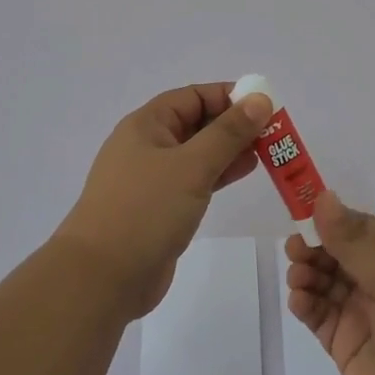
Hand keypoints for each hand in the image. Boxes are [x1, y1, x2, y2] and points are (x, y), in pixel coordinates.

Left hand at [55, 83, 273, 318]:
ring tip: (266, 152)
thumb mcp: (192, 166)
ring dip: (229, 149)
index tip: (265, 105)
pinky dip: (218, 174)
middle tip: (274, 132)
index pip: (193, 96)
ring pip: (197, 153)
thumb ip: (228, 133)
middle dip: (234, 124)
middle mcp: (147, 146)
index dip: (229, 96)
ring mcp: (151, 179)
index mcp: (146, 125)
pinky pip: (194, 180)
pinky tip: (243, 173)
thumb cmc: (145, 210)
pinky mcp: (158, 208)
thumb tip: (260, 98)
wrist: (101, 278)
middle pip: (196, 123)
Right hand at [286, 190, 374, 374]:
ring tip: (298, 279)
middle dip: (314, 247)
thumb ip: (356, 243)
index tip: (302, 213)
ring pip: (324, 282)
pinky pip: (318, 315)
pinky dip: (305, 304)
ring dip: (306, 273)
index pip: (359, 229)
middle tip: (295, 249)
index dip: (331, 220)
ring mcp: (362, 316)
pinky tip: (299, 301)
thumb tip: (323, 197)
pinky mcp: (346, 346)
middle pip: (337, 254)